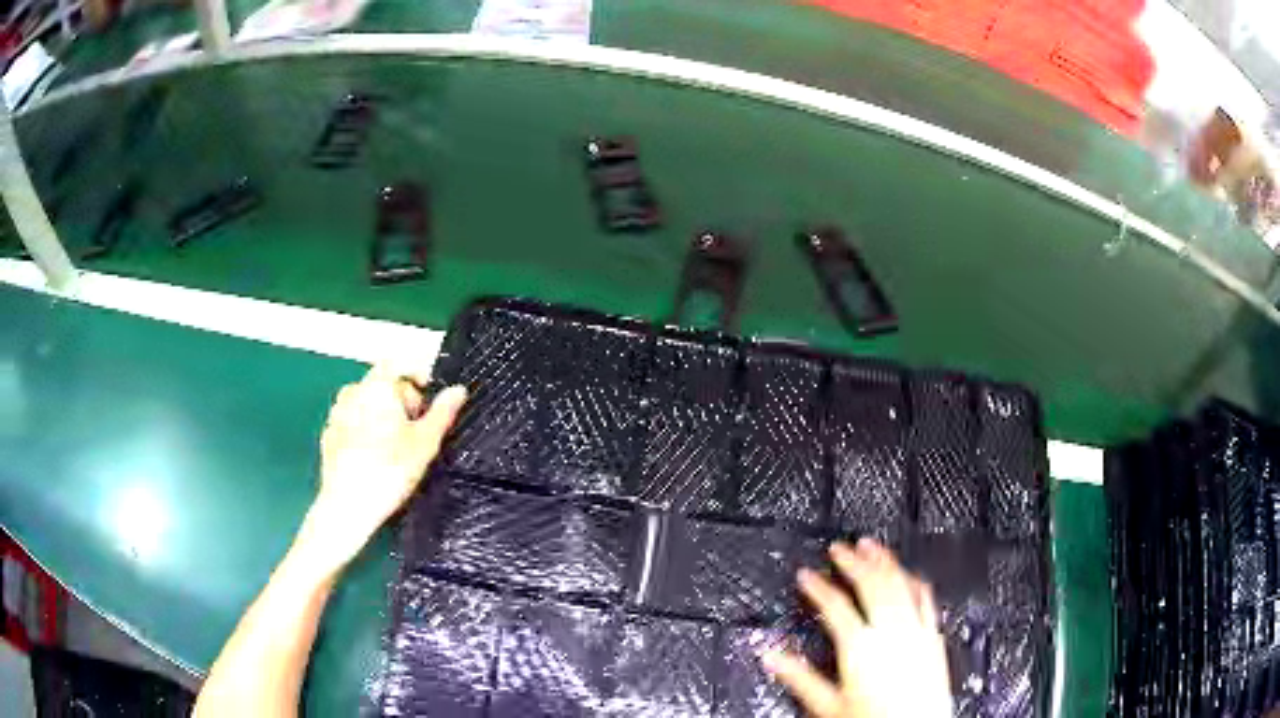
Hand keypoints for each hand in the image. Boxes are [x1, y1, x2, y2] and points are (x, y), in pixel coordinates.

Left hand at [302, 362, 466, 568]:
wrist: (348, 505)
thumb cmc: (390, 469)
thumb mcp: (426, 442)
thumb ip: (443, 412)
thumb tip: (458, 390)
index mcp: (377, 386)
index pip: (399, 364)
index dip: (417, 377)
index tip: (429, 401)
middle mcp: (352, 391)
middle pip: (381, 384)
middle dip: (401, 400)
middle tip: (416, 430)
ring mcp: (336, 413)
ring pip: (365, 404)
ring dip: (382, 415)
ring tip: (395, 446)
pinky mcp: (328, 435)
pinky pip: (351, 422)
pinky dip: (364, 431)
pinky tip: (374, 458)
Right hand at [762, 539, 951, 717]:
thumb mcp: (828, 705)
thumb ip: (800, 677)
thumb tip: (771, 656)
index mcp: (861, 647)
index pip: (835, 605)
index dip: (817, 586)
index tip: (805, 575)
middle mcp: (891, 632)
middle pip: (871, 584)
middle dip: (852, 562)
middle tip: (837, 548)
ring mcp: (916, 630)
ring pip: (900, 583)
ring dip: (883, 561)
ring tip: (870, 545)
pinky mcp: (933, 635)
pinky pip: (926, 597)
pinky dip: (913, 580)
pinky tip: (908, 572)